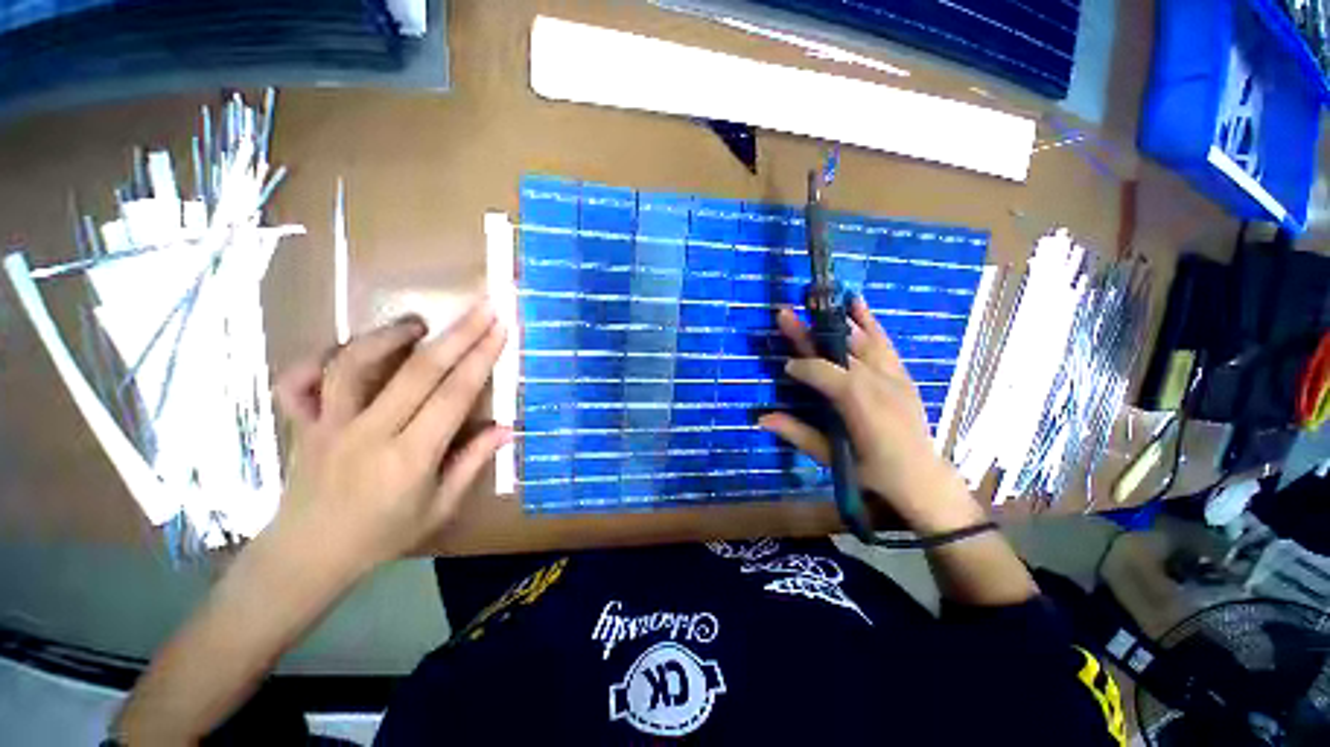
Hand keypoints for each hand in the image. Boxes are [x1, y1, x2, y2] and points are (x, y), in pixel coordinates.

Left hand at [271, 299, 509, 575]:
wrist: (306, 556)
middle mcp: (369, 432)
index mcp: (409, 457)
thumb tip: (505, 428)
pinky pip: (300, 380)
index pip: (454, 395)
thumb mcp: (439, 507)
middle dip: (459, 333)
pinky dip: (321, 355)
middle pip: (419, 371)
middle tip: (484, 306)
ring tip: (420, 322)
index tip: (502, 328)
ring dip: (390, 334)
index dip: (482, 357)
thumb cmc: (382, 535)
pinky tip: (349, 348)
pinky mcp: (302, 423)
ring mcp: (328, 424)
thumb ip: (472, 462)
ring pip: (355, 364)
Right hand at [759, 297, 982, 532]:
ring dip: (836, 320)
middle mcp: (876, 380)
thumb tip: (761, 418)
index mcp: (857, 401)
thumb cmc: (874, 473)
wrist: (923, 480)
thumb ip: (798, 434)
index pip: (821, 371)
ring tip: (817, 299)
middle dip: (809, 333)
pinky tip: (858, 304)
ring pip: (862, 339)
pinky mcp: (902, 375)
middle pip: (837, 349)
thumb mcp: (833, 458)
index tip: (785, 367)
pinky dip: (869, 322)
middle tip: (785, 314)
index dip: (801, 366)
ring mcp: (893, 374)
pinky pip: (884, 343)